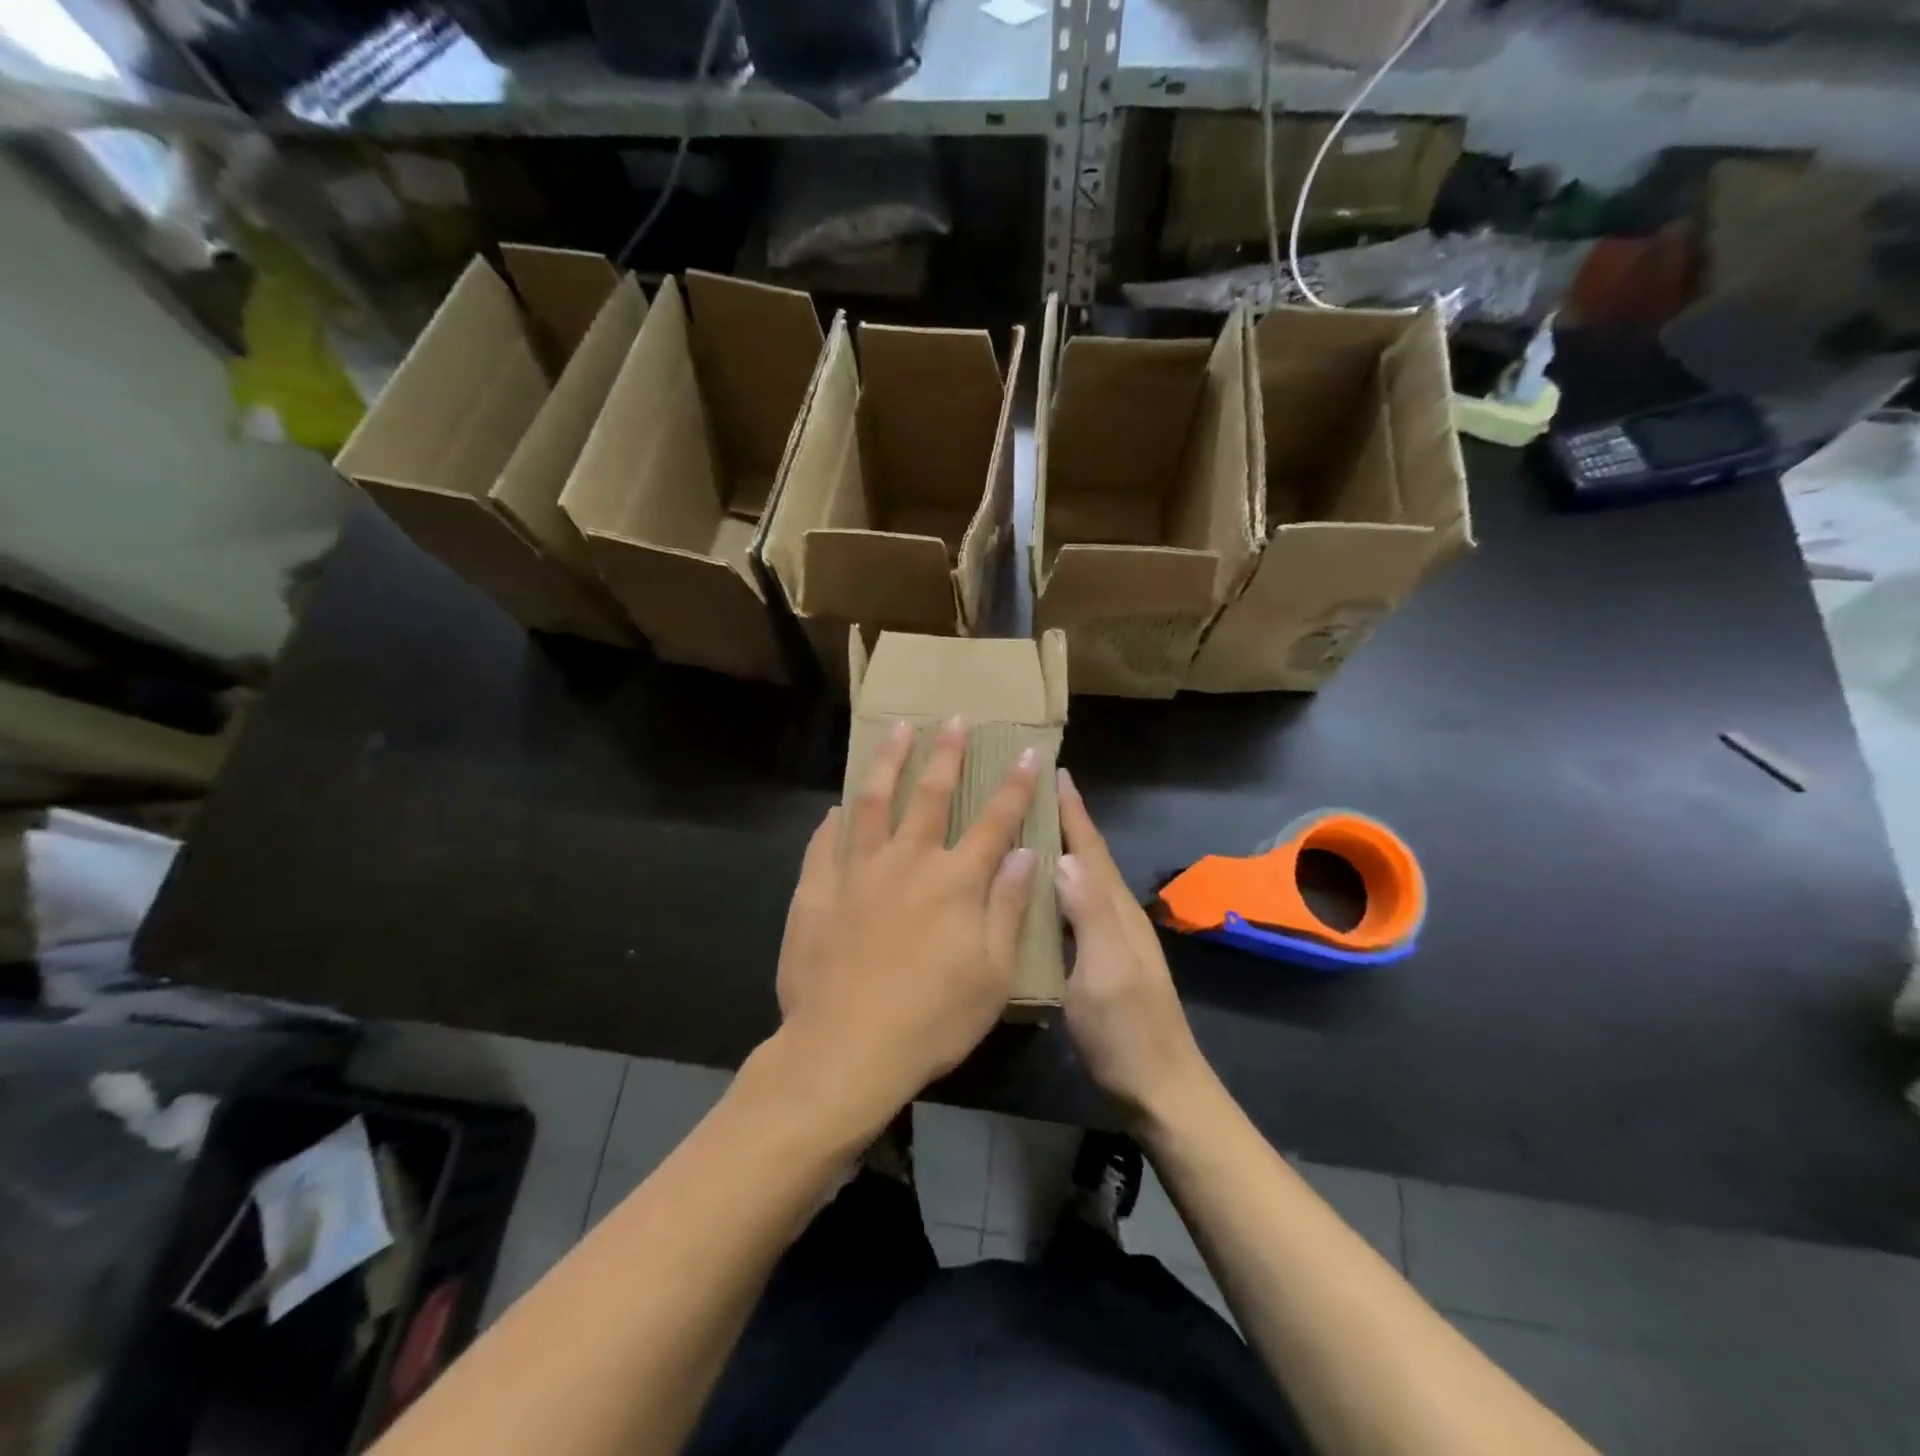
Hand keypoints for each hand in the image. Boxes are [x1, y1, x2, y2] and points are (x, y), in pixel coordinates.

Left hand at [775, 716, 1040, 1129]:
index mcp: (954, 882)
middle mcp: (907, 862)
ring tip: (896, 731)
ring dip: (888, 763)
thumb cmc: (932, 1019)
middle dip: (947, 754)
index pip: (994, 821)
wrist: (845, 1049)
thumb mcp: (992, 973)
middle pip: (931, 795)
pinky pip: (824, 845)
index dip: (1014, 786)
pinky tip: (836, 809)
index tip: (1027, 752)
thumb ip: (1007, 906)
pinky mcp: (816, 892)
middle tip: (954, 719)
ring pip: (873, 803)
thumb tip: (1025, 853)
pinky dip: (833, 824)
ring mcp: (856, 873)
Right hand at [1055, 768, 1209, 1122]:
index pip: (1091, 848)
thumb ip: (1088, 915)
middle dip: (1067, 819)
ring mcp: (1112, 938)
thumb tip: (1064, 857)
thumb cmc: (1126, 1031)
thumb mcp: (1104, 972)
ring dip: (1062, 848)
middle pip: (1089, 856)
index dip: (1073, 810)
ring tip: (1030, 827)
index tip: (1054, 770)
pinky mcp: (1103, 959)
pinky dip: (1059, 885)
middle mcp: (1117, 915)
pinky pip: (1078, 906)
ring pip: (1084, 879)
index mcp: (1116, 910)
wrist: (1160, 1087)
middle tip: (1034, 788)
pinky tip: (1039, 890)